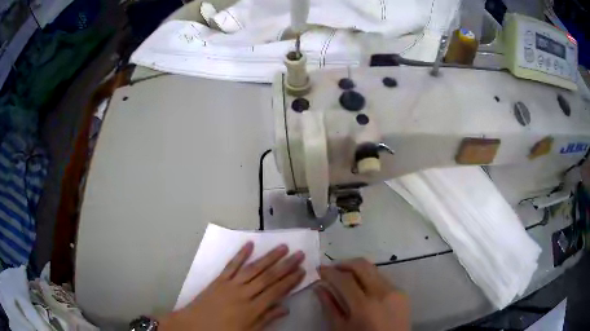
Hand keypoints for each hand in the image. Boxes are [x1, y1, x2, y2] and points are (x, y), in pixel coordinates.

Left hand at [160, 242, 305, 330]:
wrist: (194, 325)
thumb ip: (266, 319)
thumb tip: (285, 308)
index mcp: (252, 309)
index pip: (276, 291)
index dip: (290, 281)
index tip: (302, 270)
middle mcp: (243, 293)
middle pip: (268, 277)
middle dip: (285, 265)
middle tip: (299, 254)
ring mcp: (230, 284)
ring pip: (253, 268)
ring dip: (269, 257)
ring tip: (282, 247)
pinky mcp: (219, 279)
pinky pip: (231, 265)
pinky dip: (240, 254)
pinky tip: (249, 244)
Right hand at [315, 258, 409, 330]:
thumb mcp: (341, 328)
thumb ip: (330, 306)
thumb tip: (319, 287)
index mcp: (364, 306)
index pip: (344, 279)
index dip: (330, 272)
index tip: (319, 270)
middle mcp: (382, 293)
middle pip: (362, 265)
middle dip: (344, 263)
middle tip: (332, 269)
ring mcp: (395, 291)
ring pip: (373, 269)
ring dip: (357, 269)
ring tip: (345, 277)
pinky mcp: (402, 292)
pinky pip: (383, 279)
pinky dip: (369, 278)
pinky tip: (362, 288)